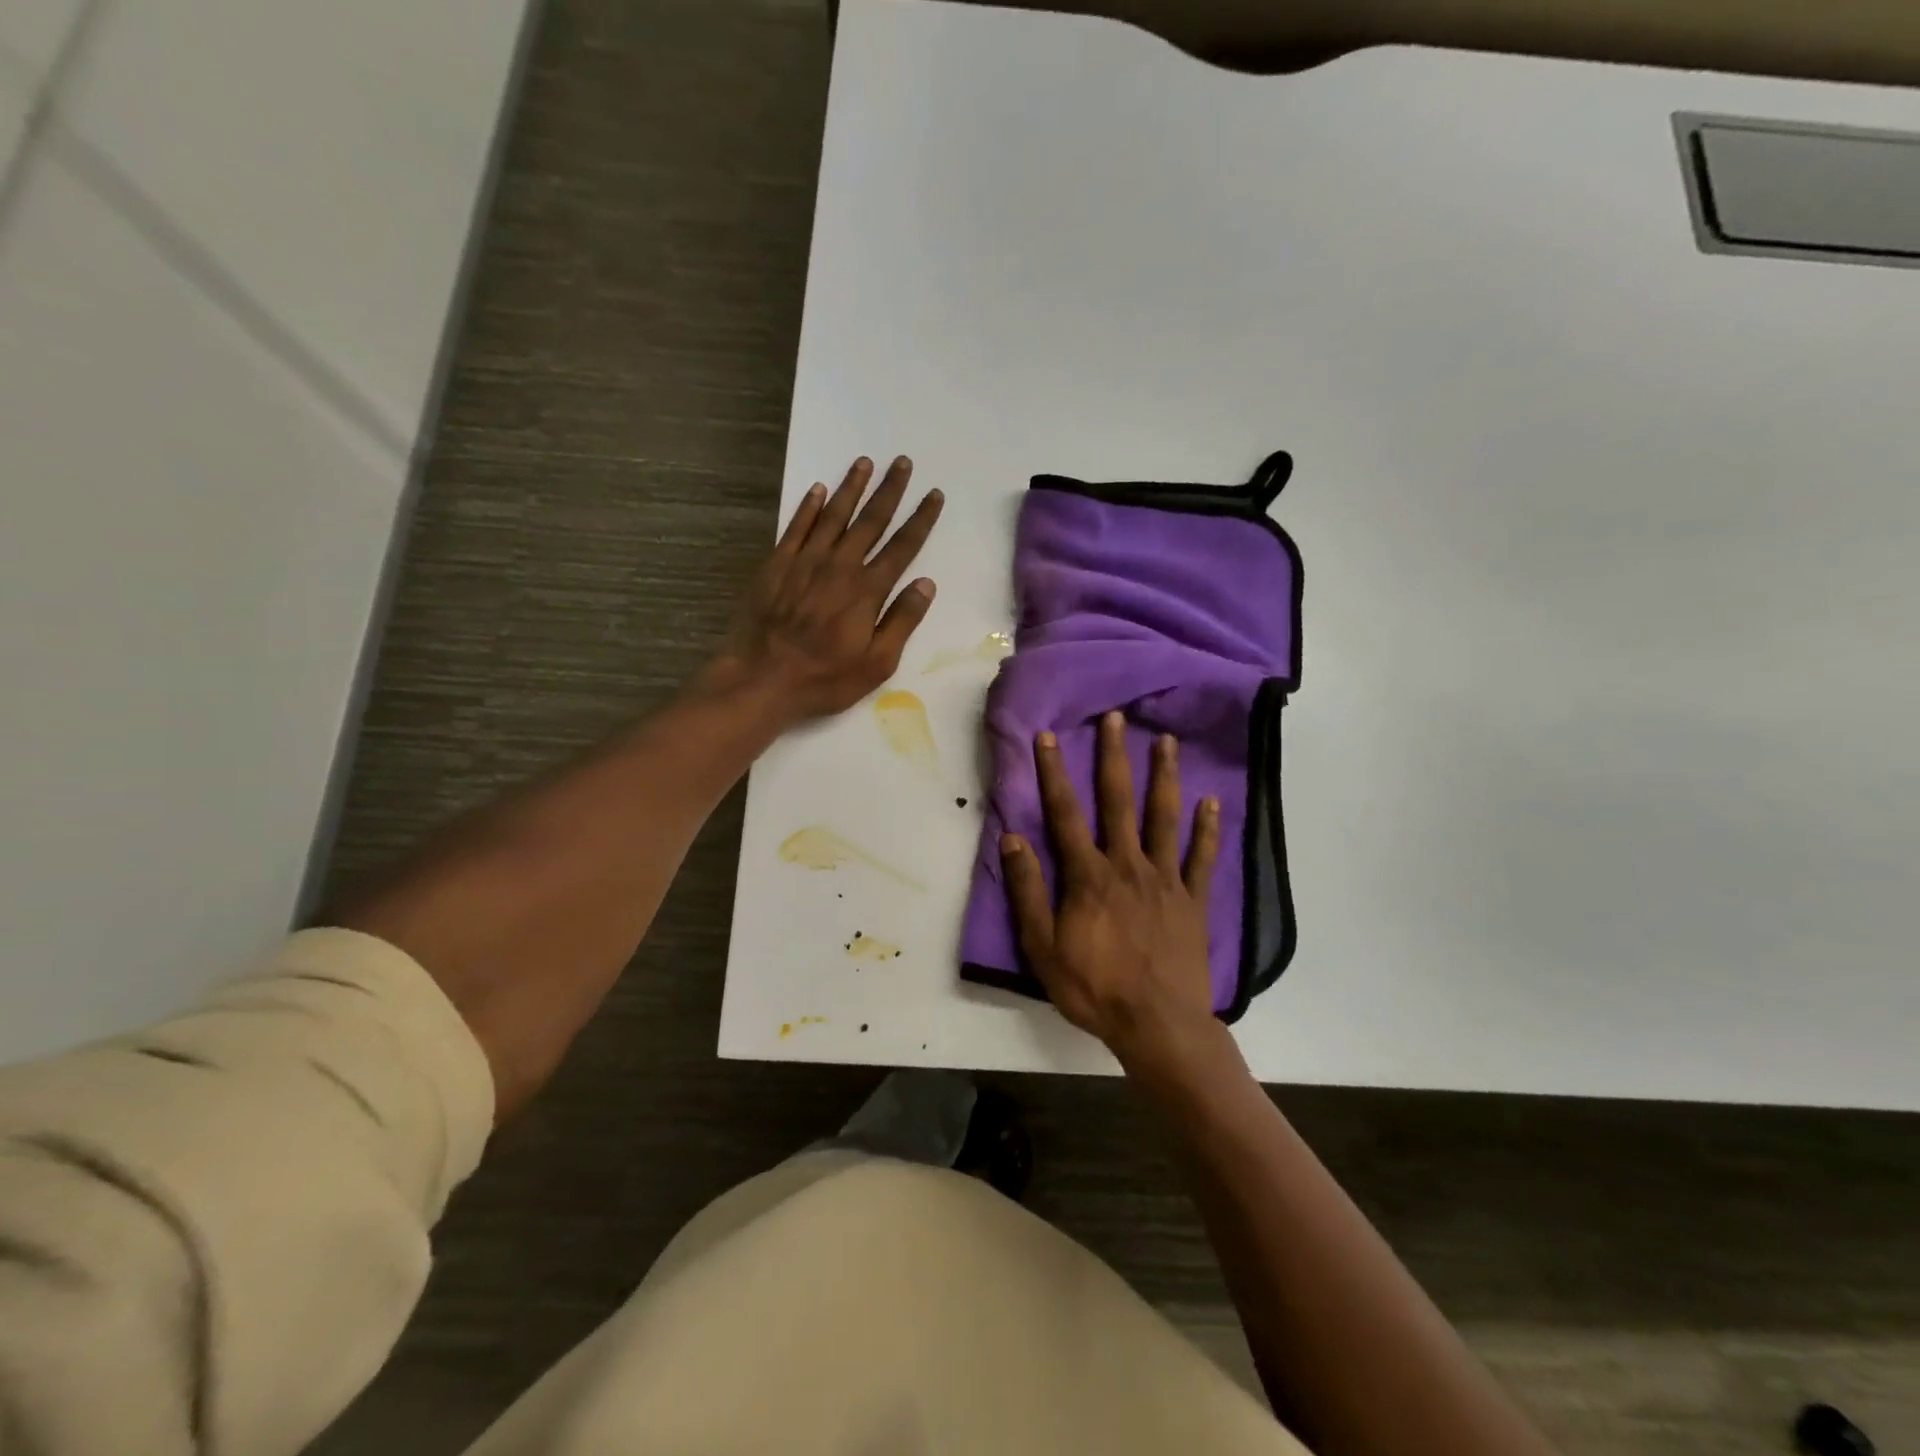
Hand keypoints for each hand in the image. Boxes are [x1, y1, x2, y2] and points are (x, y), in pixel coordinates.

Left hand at [715, 456, 943, 723]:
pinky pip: (796, 527)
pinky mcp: (776, 565)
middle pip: (870, 521)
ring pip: (833, 515)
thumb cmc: (825, 679)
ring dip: (851, 488)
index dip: (920, 519)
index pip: (902, 547)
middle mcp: (839, 566)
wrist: (762, 678)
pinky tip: (817, 489)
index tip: (934, 495)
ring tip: (865, 462)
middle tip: (902, 462)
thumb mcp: (877, 663)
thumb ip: (902, 621)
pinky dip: (808, 506)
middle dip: (889, 491)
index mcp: (867, 591)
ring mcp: (805, 562)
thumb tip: (926, 583)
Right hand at [1001, 710, 1229, 1077]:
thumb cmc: (1094, 988)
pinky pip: (1202, 858)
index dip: (1054, 773)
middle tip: (1116, 718)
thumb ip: (1028, 891)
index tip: (1048, 736)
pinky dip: (1208, 829)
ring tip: (1167, 742)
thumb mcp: (1043, 947)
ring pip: (1164, 818)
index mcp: (1088, 876)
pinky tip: (1213, 801)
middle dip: (1114, 757)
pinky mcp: (1194, 900)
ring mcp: (1166, 879)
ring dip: (1164, 777)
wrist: (1158, 1025)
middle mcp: (1127, 865)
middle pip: (1119, 801)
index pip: (1065, 813)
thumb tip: (1011, 839)